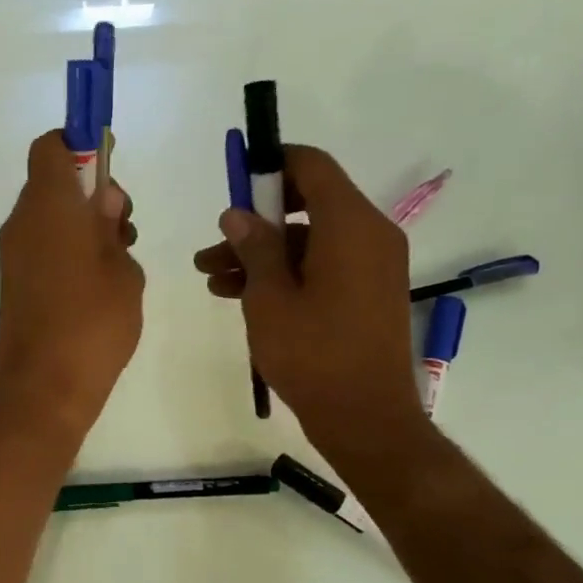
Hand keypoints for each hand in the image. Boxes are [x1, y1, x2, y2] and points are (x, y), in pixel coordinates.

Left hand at [0, 131, 144, 442]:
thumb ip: (112, 227)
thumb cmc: (93, 322)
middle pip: (52, 183)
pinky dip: (66, 250)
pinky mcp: (12, 283)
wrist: (44, 388)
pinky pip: (40, 247)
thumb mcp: (123, 270)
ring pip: (48, 218)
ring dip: (80, 225)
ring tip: (116, 264)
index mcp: (49, 204)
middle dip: (89, 194)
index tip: (109, 171)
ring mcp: (12, 254)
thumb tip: (103, 199)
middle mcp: (22, 221)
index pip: (51, 147)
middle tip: (123, 229)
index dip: (78, 146)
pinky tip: (94, 287)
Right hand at [193, 145, 429, 463]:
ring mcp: (372, 265)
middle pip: (308, 204)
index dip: (271, 164)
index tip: (235, 181)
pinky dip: (285, 272)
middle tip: (216, 241)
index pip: (312, 166)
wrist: (365, 418)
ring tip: (210, 276)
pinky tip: (237, 294)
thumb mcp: (269, 297)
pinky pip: (322, 265)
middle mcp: (370, 235)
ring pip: (309, 239)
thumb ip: (254, 246)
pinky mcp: (367, 292)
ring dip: (261, 252)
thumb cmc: (313, 353)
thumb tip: (238, 214)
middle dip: (256, 220)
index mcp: (351, 225)